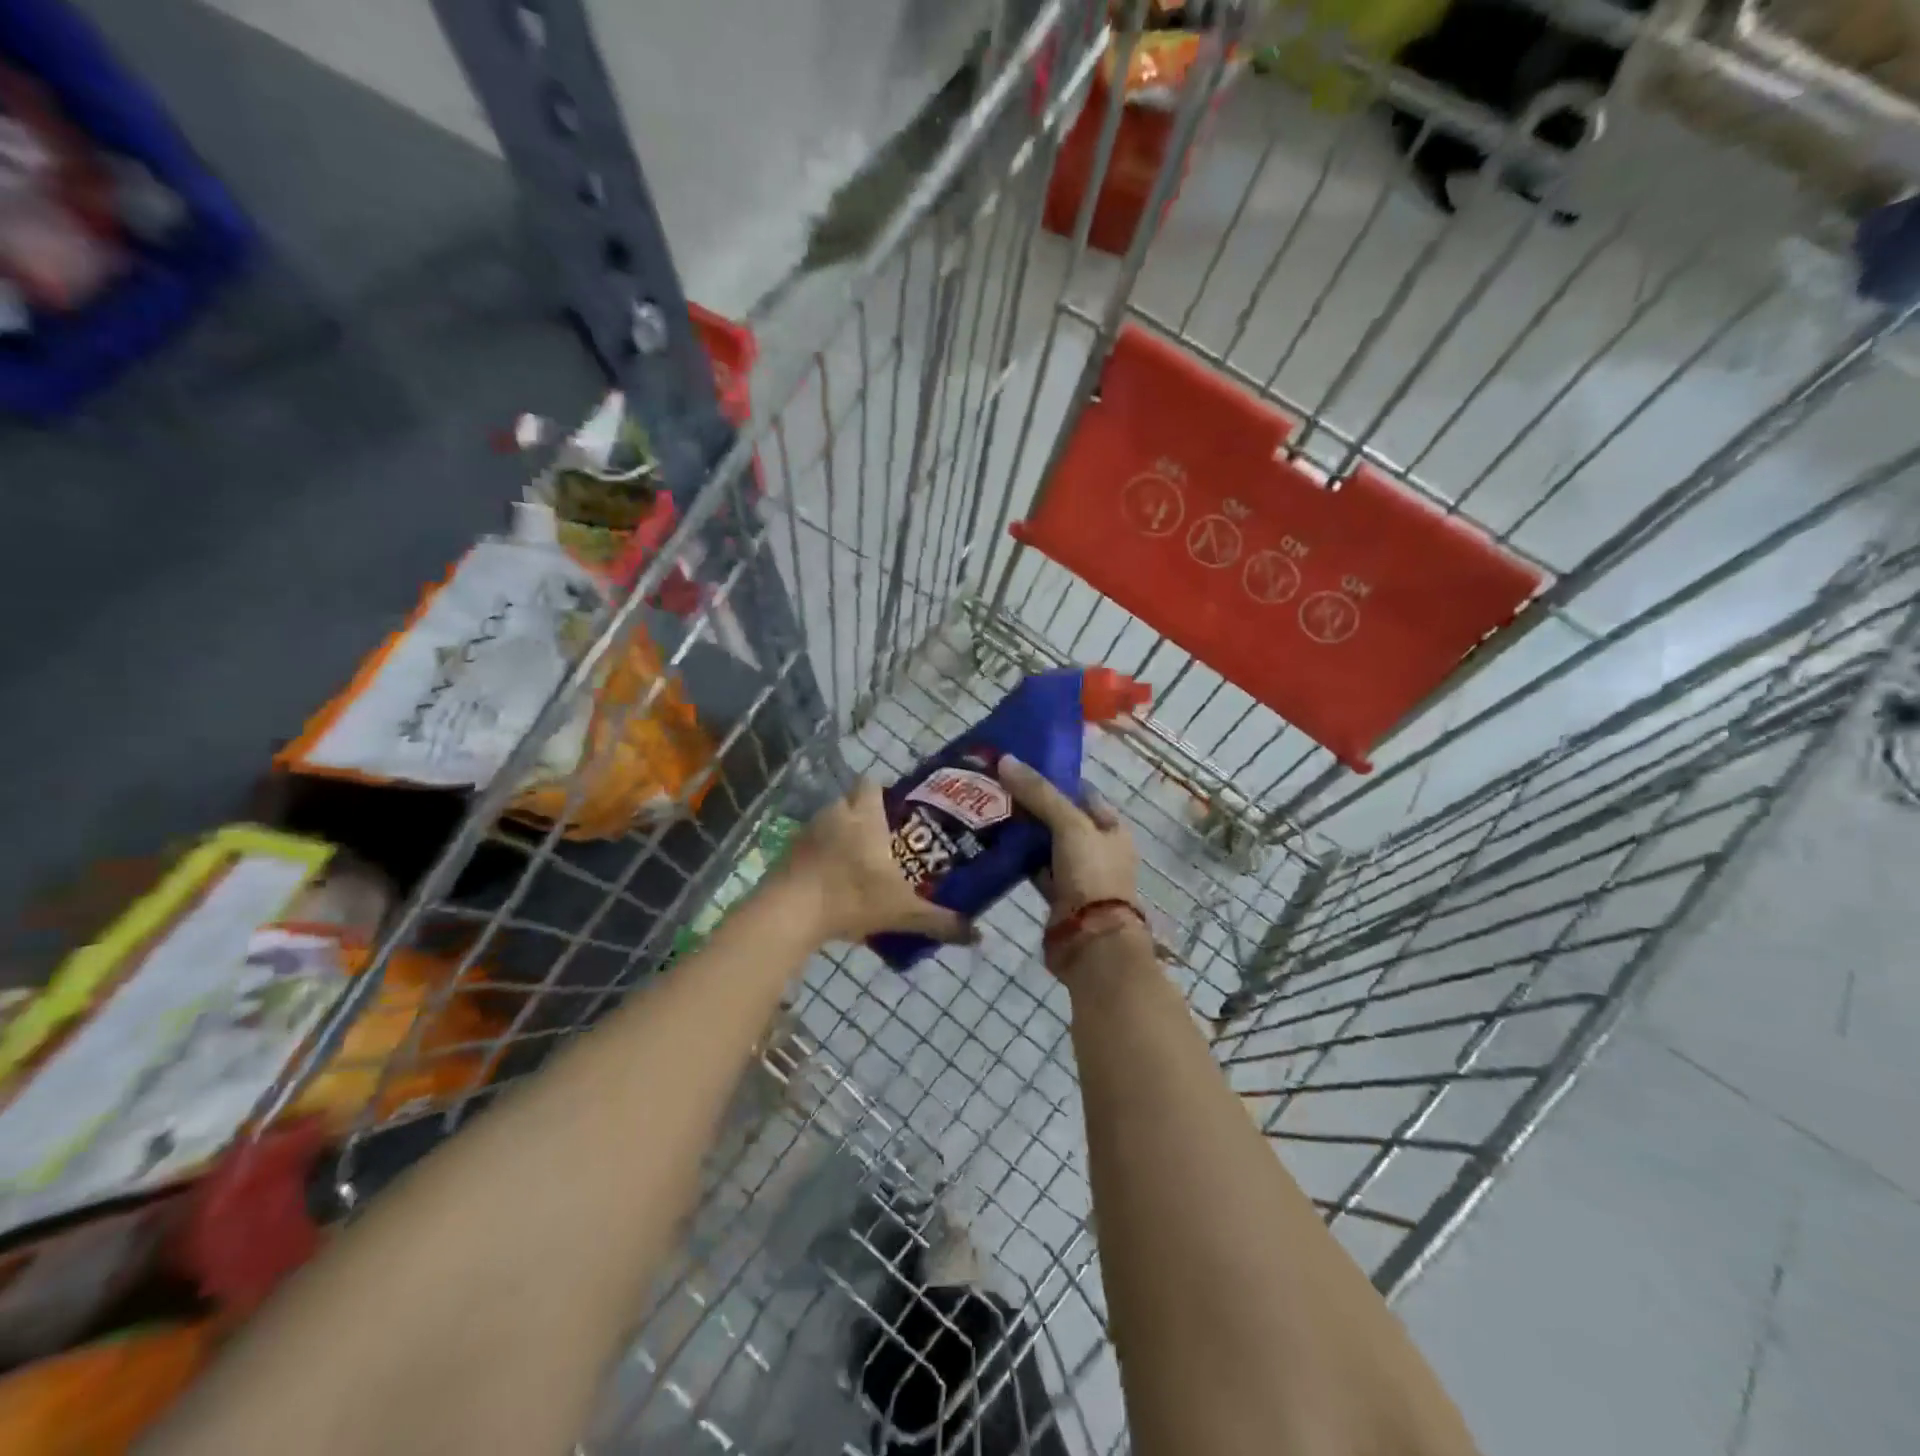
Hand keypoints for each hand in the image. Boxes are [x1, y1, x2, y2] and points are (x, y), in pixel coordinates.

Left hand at [774, 779, 976, 946]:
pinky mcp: (787, 853)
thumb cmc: (851, 898)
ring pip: (828, 822)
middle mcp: (834, 814)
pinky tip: (830, 881)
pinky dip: (820, 856)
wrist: (789, 914)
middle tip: (883, 840)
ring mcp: (806, 832)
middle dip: (863, 814)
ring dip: (840, 835)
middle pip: (849, 801)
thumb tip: (979, 935)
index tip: (896, 810)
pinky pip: (809, 845)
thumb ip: (940, 921)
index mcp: (863, 816)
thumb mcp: (902, 912)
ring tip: (857, 863)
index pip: (871, 783)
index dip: (882, 792)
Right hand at [997, 757, 1139, 920]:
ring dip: (1022, 832)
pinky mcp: (1057, 896)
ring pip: (1045, 845)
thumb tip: (1006, 759)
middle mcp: (1096, 848)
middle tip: (995, 787)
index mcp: (1111, 828)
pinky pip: (1035, 869)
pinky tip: (993, 847)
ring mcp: (1077, 874)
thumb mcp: (1069, 824)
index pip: (1080, 792)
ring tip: (987, 812)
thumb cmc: (1091, 875)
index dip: (1053, 777)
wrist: (1091, 941)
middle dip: (1031, 804)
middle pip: (1060, 818)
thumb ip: (1039, 792)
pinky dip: (1018, 860)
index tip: (1019, 766)